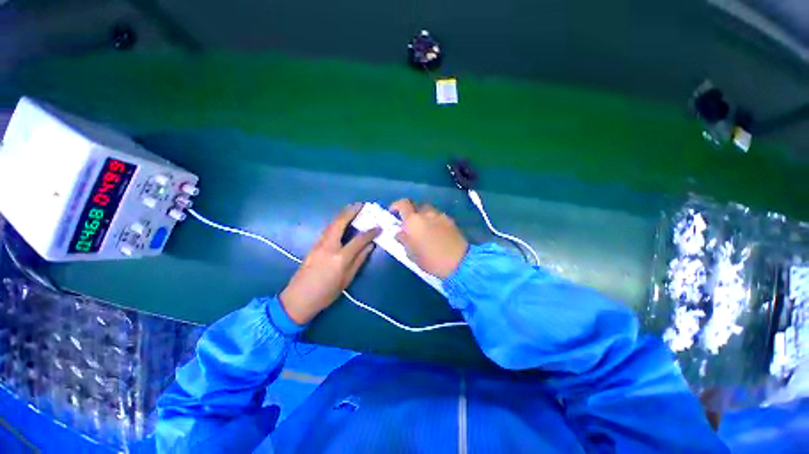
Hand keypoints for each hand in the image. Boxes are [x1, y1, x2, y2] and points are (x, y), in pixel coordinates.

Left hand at [280, 204, 380, 324]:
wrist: (298, 299)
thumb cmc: (326, 293)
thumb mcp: (347, 279)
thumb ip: (359, 260)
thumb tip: (370, 246)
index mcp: (340, 257)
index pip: (359, 239)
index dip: (370, 232)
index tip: (379, 227)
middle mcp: (329, 246)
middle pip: (340, 222)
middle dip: (351, 211)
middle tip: (362, 205)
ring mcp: (319, 244)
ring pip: (331, 224)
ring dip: (343, 214)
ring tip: (353, 208)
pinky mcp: (313, 245)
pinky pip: (327, 229)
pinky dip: (336, 221)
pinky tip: (341, 221)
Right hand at [390, 199, 468, 278]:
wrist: (459, 262)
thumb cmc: (431, 260)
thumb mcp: (411, 254)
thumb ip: (403, 239)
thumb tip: (400, 232)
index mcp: (413, 220)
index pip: (402, 203)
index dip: (396, 205)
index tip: (393, 212)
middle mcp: (426, 213)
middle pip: (416, 205)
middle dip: (411, 212)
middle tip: (409, 223)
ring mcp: (440, 215)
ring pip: (428, 210)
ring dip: (423, 216)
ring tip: (423, 229)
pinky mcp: (450, 220)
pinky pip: (438, 216)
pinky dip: (433, 220)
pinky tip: (436, 232)